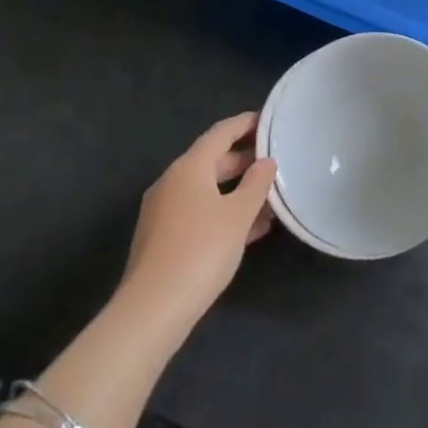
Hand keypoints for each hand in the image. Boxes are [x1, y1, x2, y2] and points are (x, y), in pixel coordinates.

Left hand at [120, 112, 276, 332]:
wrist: (152, 308)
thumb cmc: (201, 251)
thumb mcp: (238, 216)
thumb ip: (256, 185)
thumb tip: (266, 162)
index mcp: (189, 167)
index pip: (220, 133)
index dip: (245, 124)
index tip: (267, 119)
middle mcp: (172, 181)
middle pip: (212, 160)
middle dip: (243, 159)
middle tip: (275, 158)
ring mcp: (164, 210)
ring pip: (206, 189)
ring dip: (236, 190)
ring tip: (270, 196)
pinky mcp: (162, 237)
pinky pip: (199, 212)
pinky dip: (223, 211)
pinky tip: (249, 229)